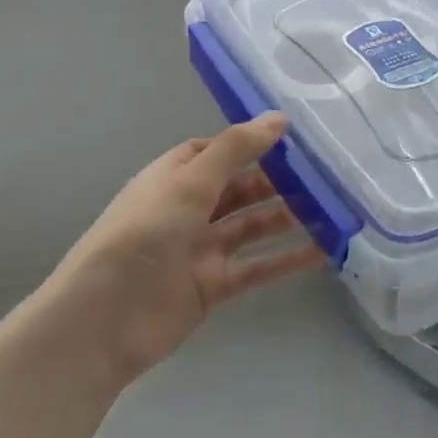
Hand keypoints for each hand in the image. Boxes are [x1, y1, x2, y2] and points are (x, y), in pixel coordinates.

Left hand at [42, 114, 324, 384]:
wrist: (104, 319)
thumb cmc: (143, 235)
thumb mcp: (189, 181)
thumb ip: (235, 149)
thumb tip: (278, 118)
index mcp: (174, 177)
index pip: (216, 151)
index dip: (251, 144)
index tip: (294, 139)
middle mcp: (188, 209)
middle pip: (240, 188)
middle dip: (278, 181)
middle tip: (325, 175)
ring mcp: (201, 249)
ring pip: (253, 227)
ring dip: (288, 218)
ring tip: (333, 208)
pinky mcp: (213, 286)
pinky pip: (257, 267)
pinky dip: (287, 259)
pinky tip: (323, 251)